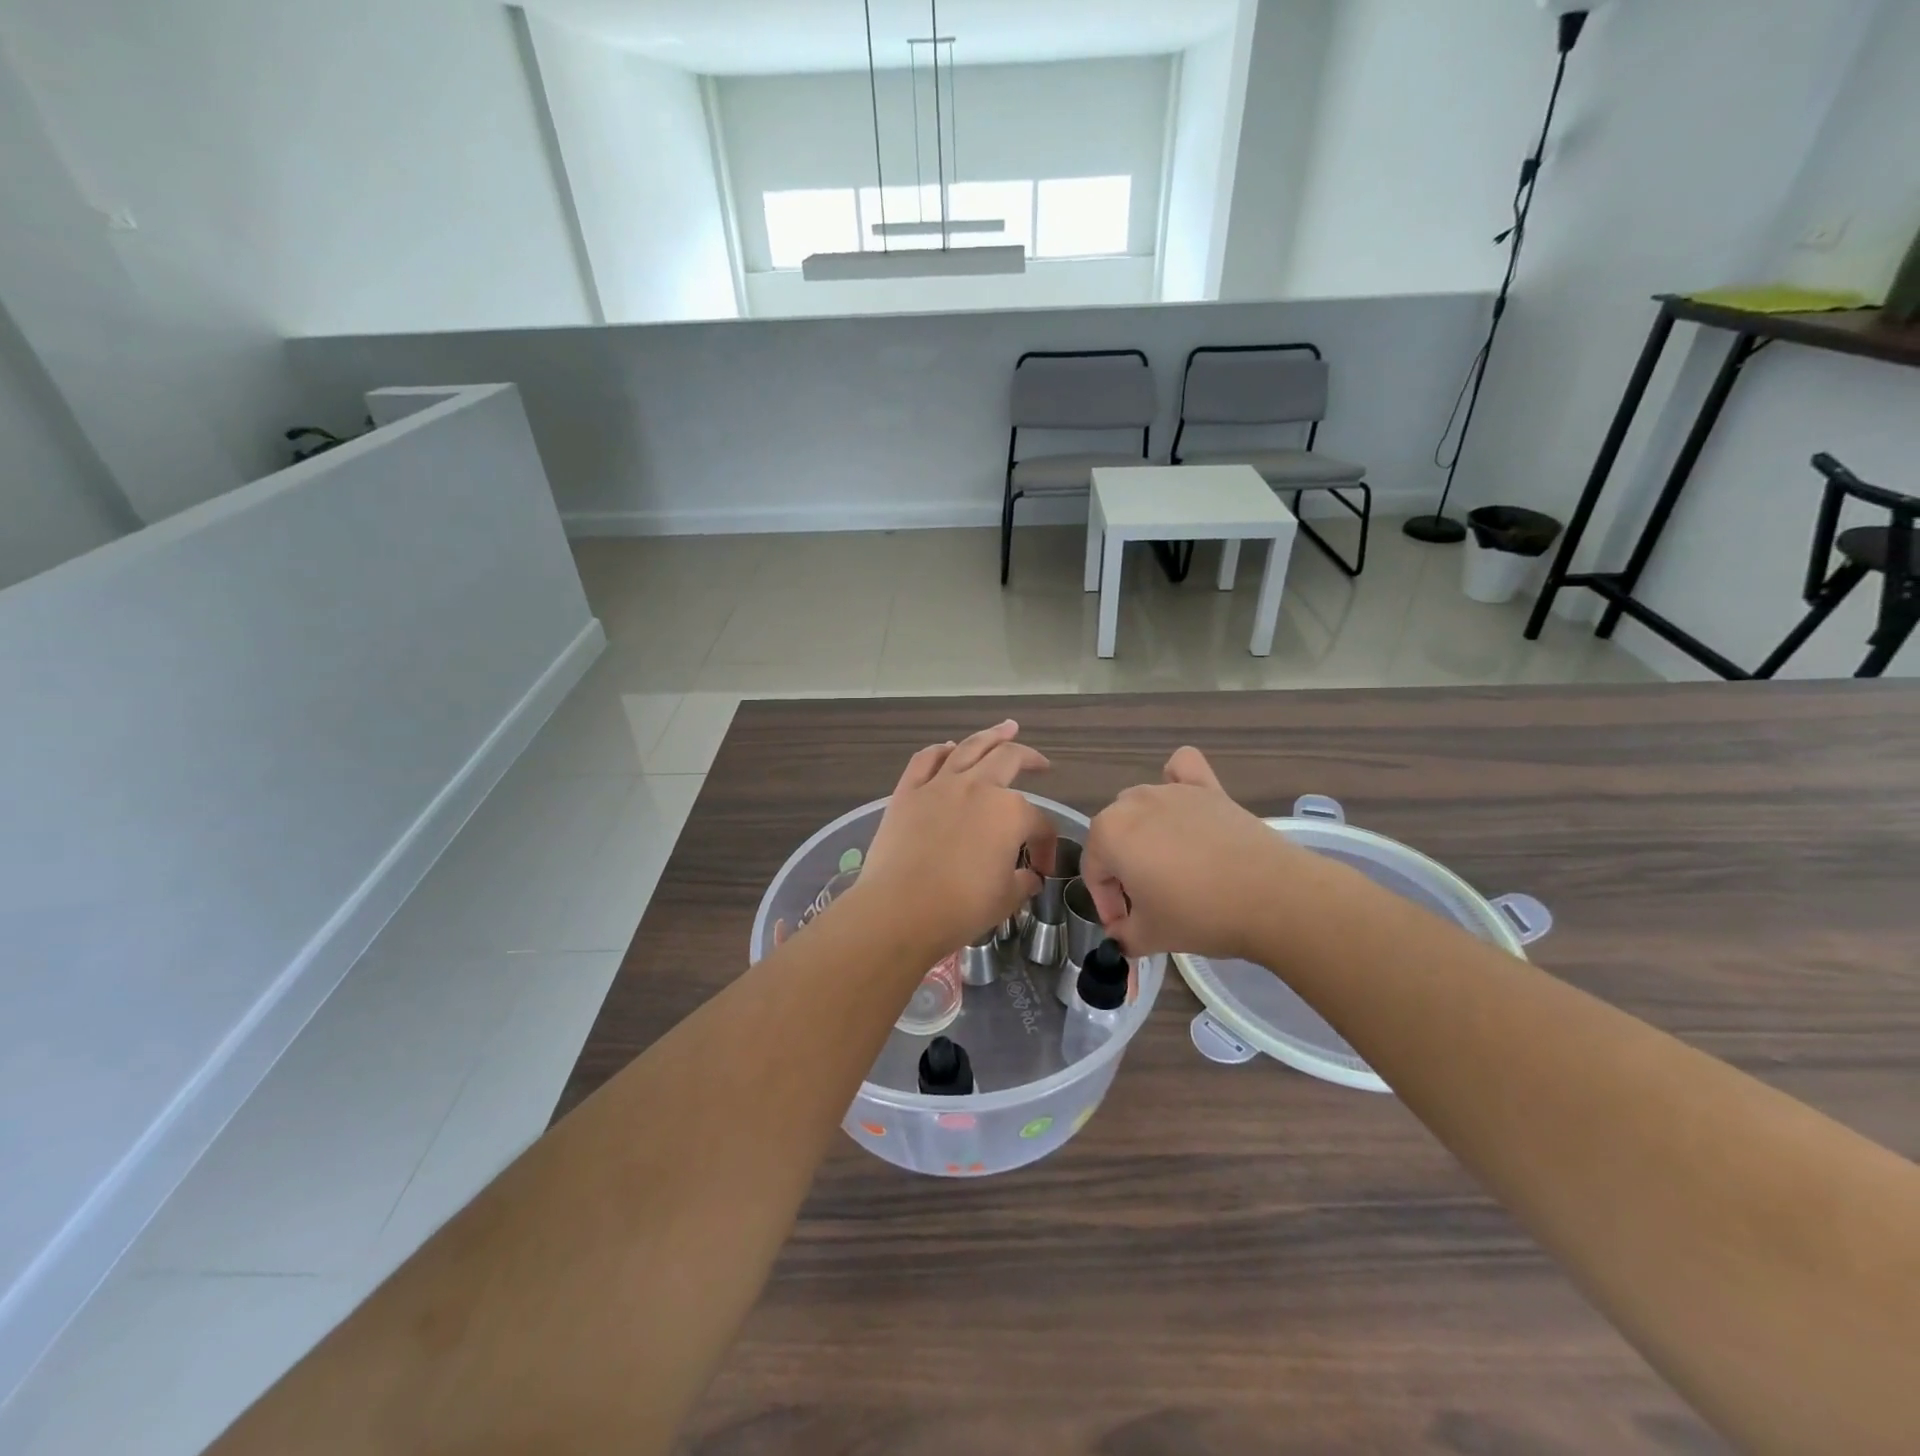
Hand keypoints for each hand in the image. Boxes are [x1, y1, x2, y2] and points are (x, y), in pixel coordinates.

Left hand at [851, 721, 1057, 957]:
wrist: (899, 910)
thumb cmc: (959, 908)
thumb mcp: (1005, 900)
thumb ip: (1022, 882)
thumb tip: (1030, 877)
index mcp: (1010, 813)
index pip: (1040, 822)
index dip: (1046, 845)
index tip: (1041, 869)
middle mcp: (978, 787)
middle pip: (1010, 760)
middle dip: (1030, 759)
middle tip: (1040, 763)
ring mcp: (940, 785)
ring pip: (970, 748)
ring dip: (992, 735)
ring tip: (1006, 727)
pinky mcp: (908, 792)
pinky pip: (925, 760)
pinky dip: (939, 750)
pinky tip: (948, 747)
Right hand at [1082, 746, 1321, 960]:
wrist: (1272, 898)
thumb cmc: (1199, 915)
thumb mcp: (1150, 936)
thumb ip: (1123, 934)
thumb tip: (1121, 934)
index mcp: (1109, 833)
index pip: (1094, 871)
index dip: (1107, 905)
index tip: (1126, 927)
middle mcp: (1133, 802)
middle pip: (1114, 837)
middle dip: (1123, 870)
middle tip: (1148, 904)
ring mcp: (1172, 791)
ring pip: (1141, 808)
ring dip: (1145, 836)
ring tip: (1172, 870)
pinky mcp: (1209, 788)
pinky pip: (1182, 770)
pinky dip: (1177, 780)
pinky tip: (1183, 803)